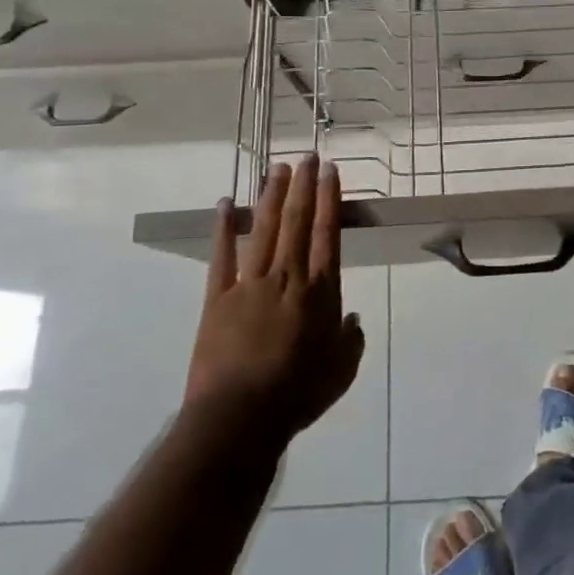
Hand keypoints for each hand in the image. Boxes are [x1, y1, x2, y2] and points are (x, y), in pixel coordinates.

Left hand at [184, 155, 364, 440]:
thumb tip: (354, 319)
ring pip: (265, 229)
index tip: (331, 172)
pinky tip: (226, 203)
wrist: (240, 417)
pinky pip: (222, 256)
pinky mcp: (219, 297)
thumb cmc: (297, 395)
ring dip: (273, 196)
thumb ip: (351, 342)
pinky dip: (224, 228)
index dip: (330, 199)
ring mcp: (251, 284)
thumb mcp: (340, 373)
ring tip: (278, 168)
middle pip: (298, 222)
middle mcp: (288, 277)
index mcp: (320, 292)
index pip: (328, 234)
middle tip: (308, 156)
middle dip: (304, 186)